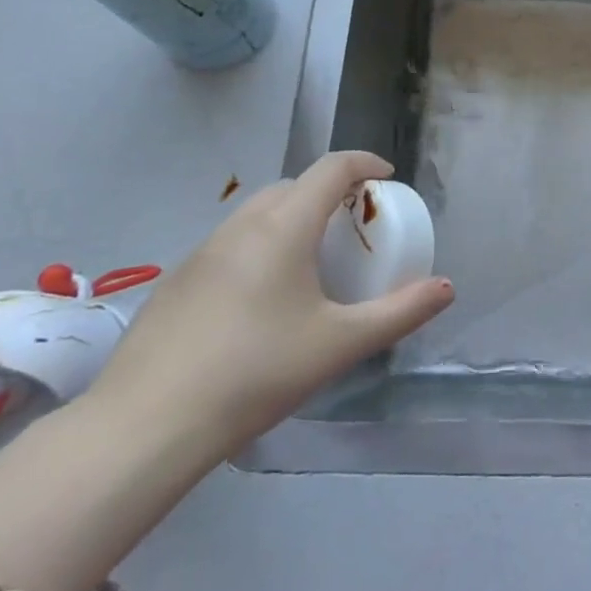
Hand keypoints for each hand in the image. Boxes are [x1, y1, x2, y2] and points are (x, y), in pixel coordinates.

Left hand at [86, 152, 453, 465]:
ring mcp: (200, 252)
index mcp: (284, 227)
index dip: (364, 163)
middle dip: (329, 193)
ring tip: (310, 263)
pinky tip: (260, 301)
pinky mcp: (175, 282)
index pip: (331, 168)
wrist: (145, 426)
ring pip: (257, 214)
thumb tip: (446, 288)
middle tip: (352, 229)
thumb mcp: (341, 344)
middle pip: (294, 186)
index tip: (387, 180)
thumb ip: (400, 313)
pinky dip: (259, 247)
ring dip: (291, 218)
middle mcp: (241, 226)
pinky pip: (231, 243)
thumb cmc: (257, 373)